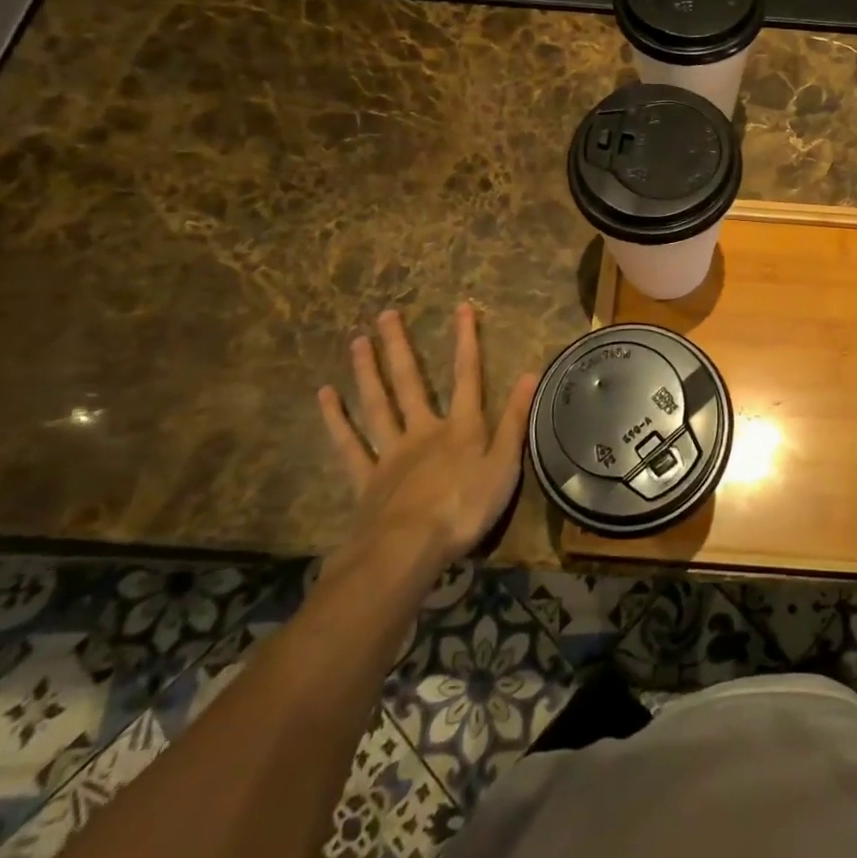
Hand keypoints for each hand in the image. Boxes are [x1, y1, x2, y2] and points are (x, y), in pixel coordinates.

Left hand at [317, 304, 535, 585]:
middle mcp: (423, 430)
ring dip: (367, 372)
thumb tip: (530, 372)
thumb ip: (515, 419)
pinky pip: (349, 444)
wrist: (408, 550)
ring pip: (377, 405)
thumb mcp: (504, 465)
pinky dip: (336, 419)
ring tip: (357, 342)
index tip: (461, 306)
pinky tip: (325, 396)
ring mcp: (390, 453)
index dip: (465, 340)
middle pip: (410, 382)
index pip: (467, 375)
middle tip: (385, 314)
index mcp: (461, 428)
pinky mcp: (366, 479)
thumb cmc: (465, 508)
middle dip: (399, 347)